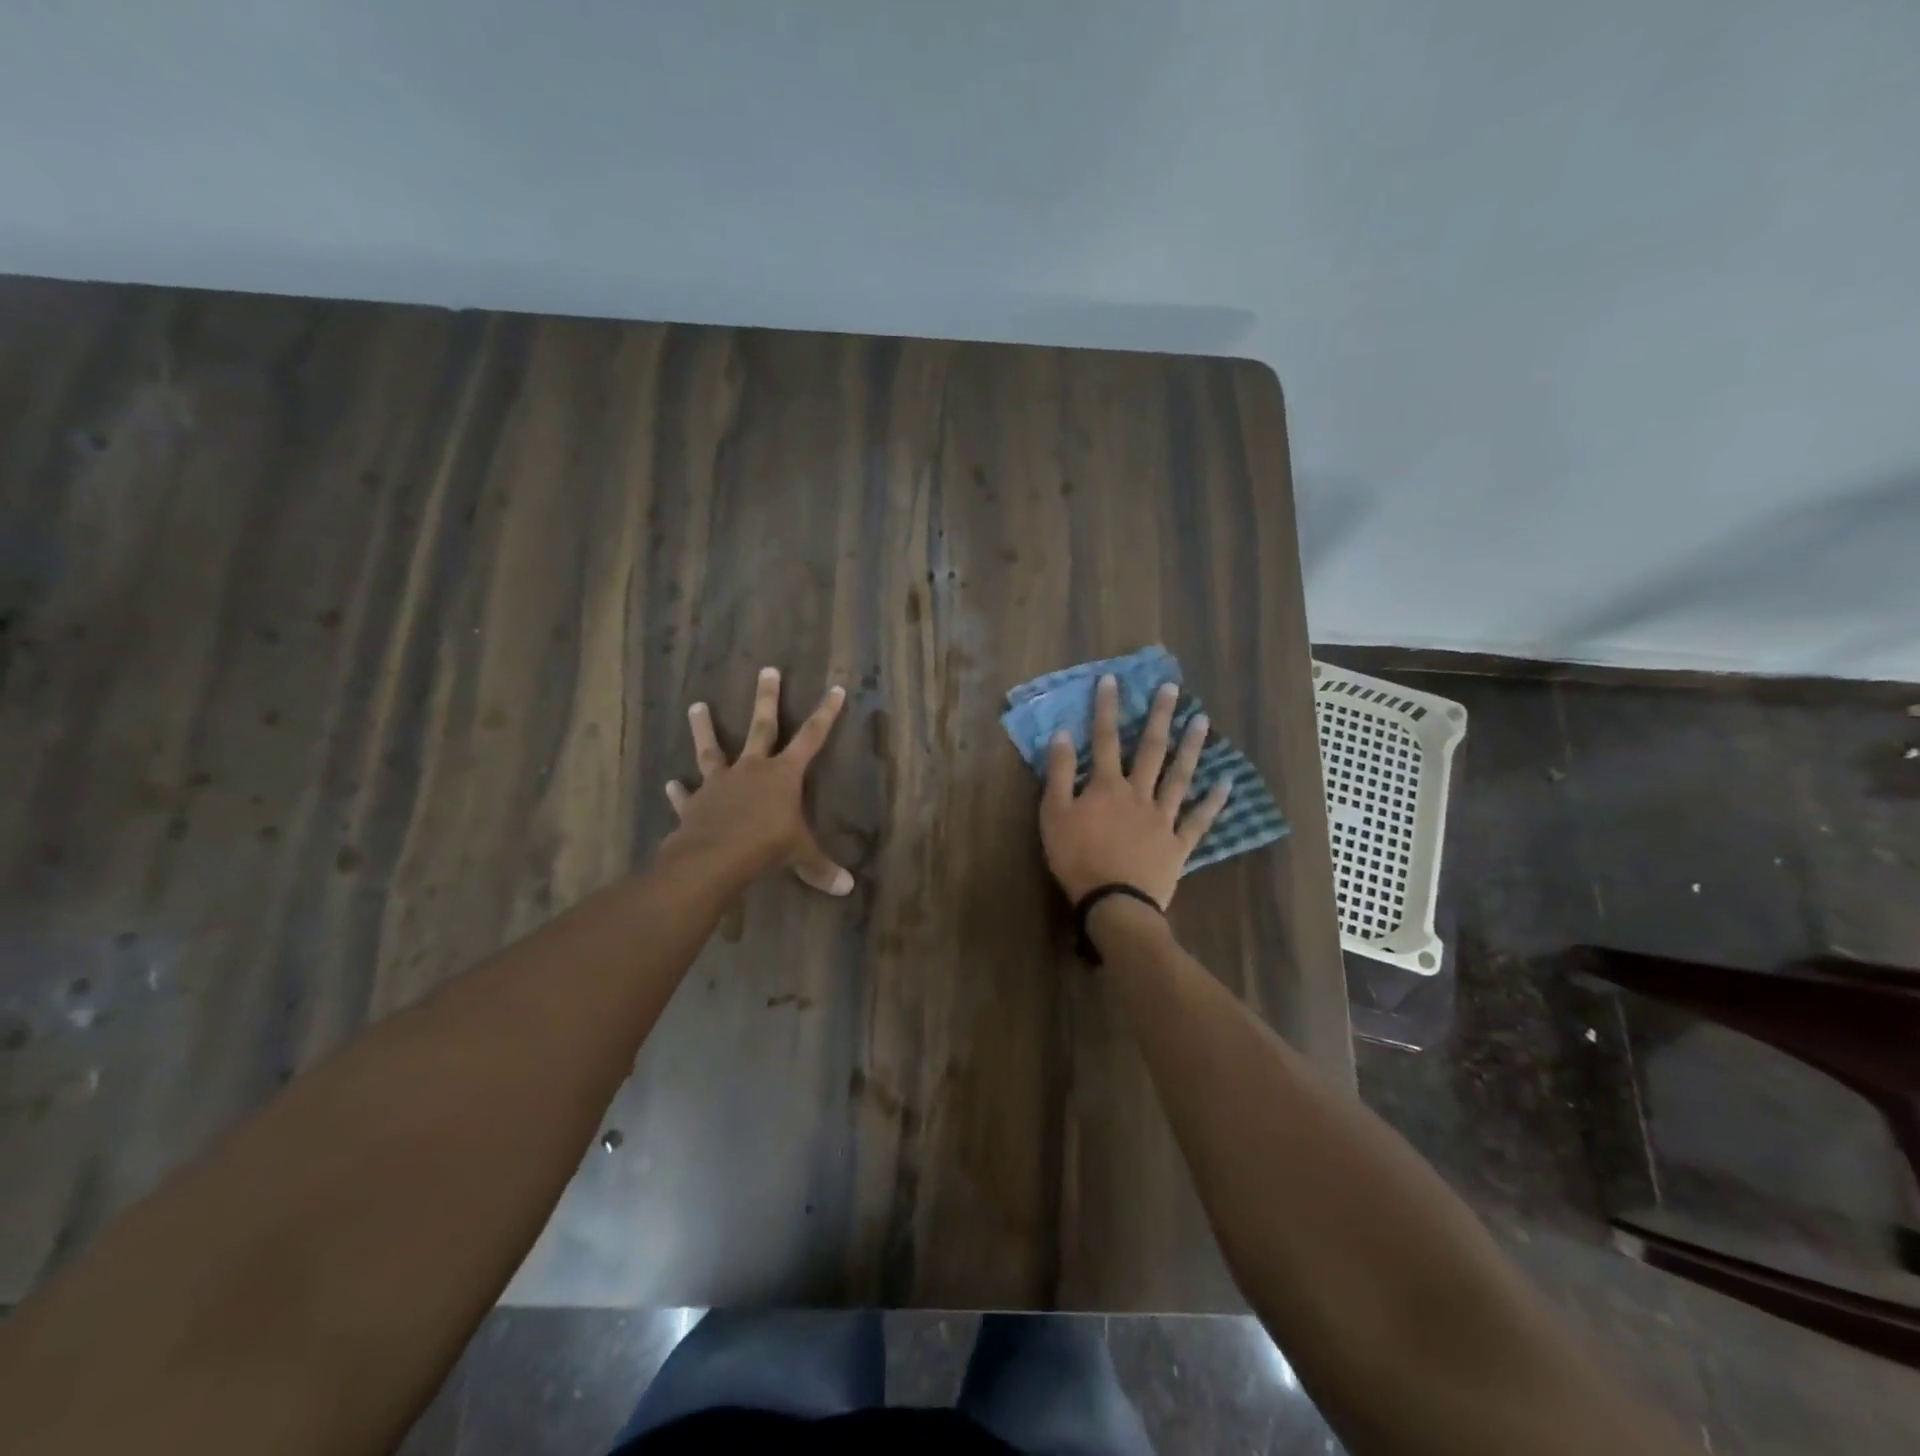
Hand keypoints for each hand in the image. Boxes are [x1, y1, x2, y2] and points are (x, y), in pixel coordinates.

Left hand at [661, 667, 852, 895]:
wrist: (713, 858)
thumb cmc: (766, 847)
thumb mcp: (800, 856)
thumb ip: (821, 868)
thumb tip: (847, 889)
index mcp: (784, 775)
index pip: (812, 738)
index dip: (826, 714)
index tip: (834, 688)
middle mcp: (752, 769)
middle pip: (762, 726)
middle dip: (767, 698)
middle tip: (767, 669)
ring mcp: (720, 782)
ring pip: (712, 749)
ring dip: (704, 728)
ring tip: (696, 705)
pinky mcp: (695, 803)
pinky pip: (687, 794)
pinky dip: (679, 791)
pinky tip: (671, 784)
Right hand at [1039, 675, 1230, 908]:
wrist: (1113, 903)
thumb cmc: (1076, 859)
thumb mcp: (1053, 815)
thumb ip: (1058, 774)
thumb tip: (1062, 734)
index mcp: (1106, 786)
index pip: (1105, 739)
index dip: (1107, 708)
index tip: (1113, 680)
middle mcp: (1138, 793)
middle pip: (1150, 749)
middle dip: (1159, 716)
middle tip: (1173, 689)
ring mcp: (1162, 817)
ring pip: (1179, 776)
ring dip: (1191, 747)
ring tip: (1202, 721)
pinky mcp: (1178, 843)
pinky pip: (1198, 819)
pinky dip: (1214, 802)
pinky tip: (1228, 783)